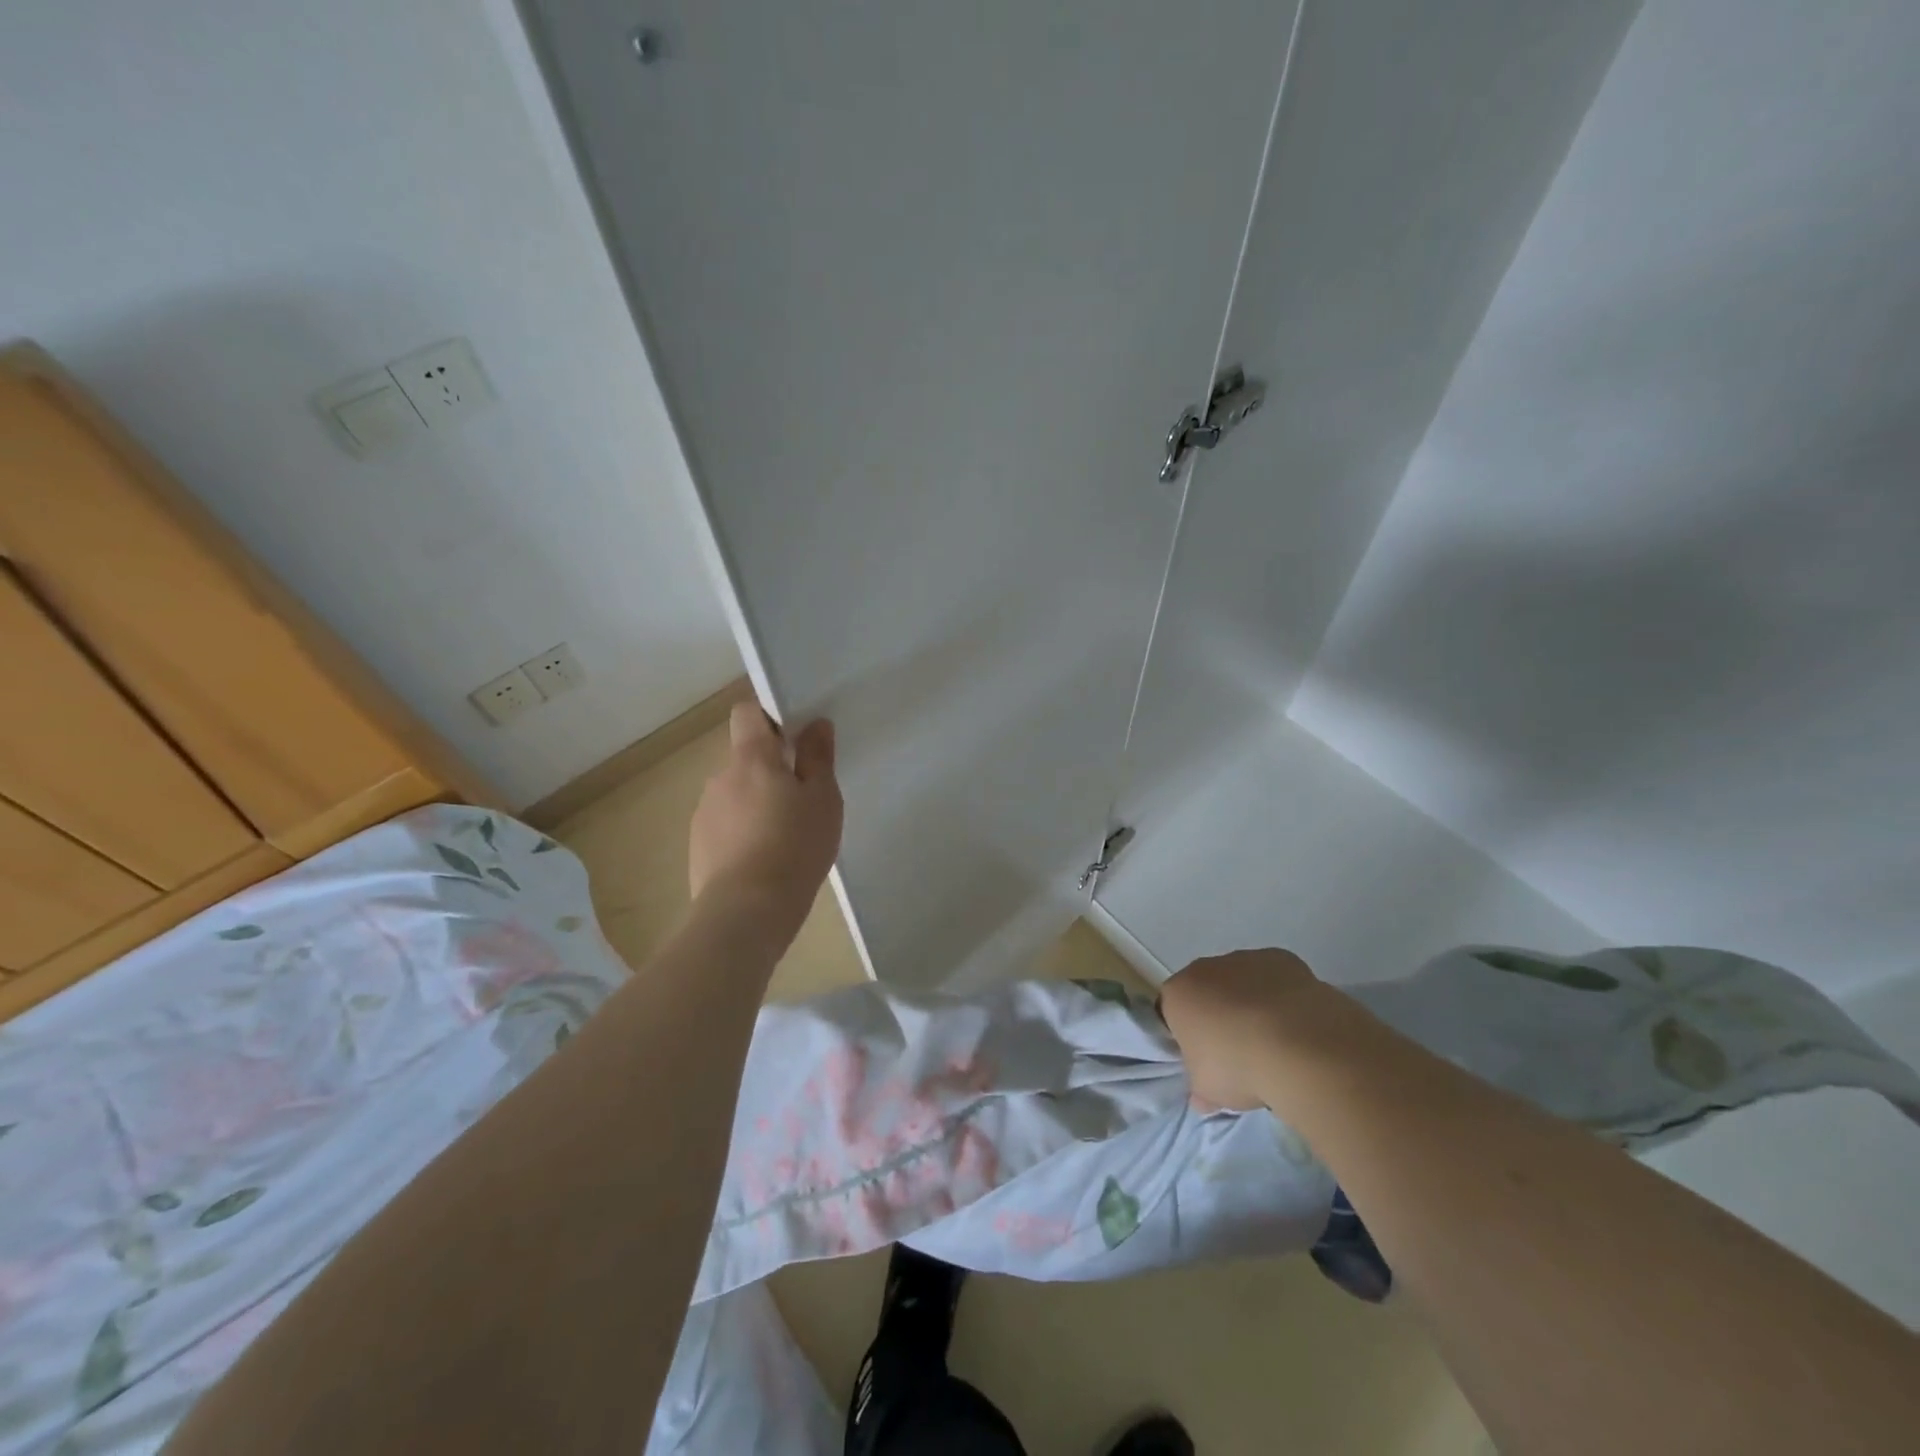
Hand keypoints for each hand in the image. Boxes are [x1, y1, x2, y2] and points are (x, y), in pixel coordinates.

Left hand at [688, 702, 843, 937]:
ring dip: (757, 803)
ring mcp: (704, 812)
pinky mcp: (698, 846)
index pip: (748, 712)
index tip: (795, 737)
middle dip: (771, 770)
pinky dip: (743, 832)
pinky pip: (725, 825)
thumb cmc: (795, 847)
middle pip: (745, 758)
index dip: (770, 717)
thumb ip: (818, 757)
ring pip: (736, 794)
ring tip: (785, 837)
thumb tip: (815, 724)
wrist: (746, 912)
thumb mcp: (823, 799)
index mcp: (751, 758)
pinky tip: (764, 861)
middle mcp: (720, 777)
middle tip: (802, 799)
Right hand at [1159, 948, 1331, 1110]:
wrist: (1300, 1046)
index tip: (1203, 1058)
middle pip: (1206, 990)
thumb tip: (1203, 1096)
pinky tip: (1297, 1024)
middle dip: (1218, 1015)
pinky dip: (1281, 996)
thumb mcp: (1209, 1090)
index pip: (1171, 1011)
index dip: (1186, 1035)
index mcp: (1178, 994)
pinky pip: (1275, 978)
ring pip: (1241, 982)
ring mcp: (1245, 959)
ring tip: (1275, 1042)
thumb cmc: (1239, 1067)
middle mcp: (1205, 968)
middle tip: (1238, 1051)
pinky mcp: (1282, 959)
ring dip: (1250, 1003)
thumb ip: (1200, 1087)